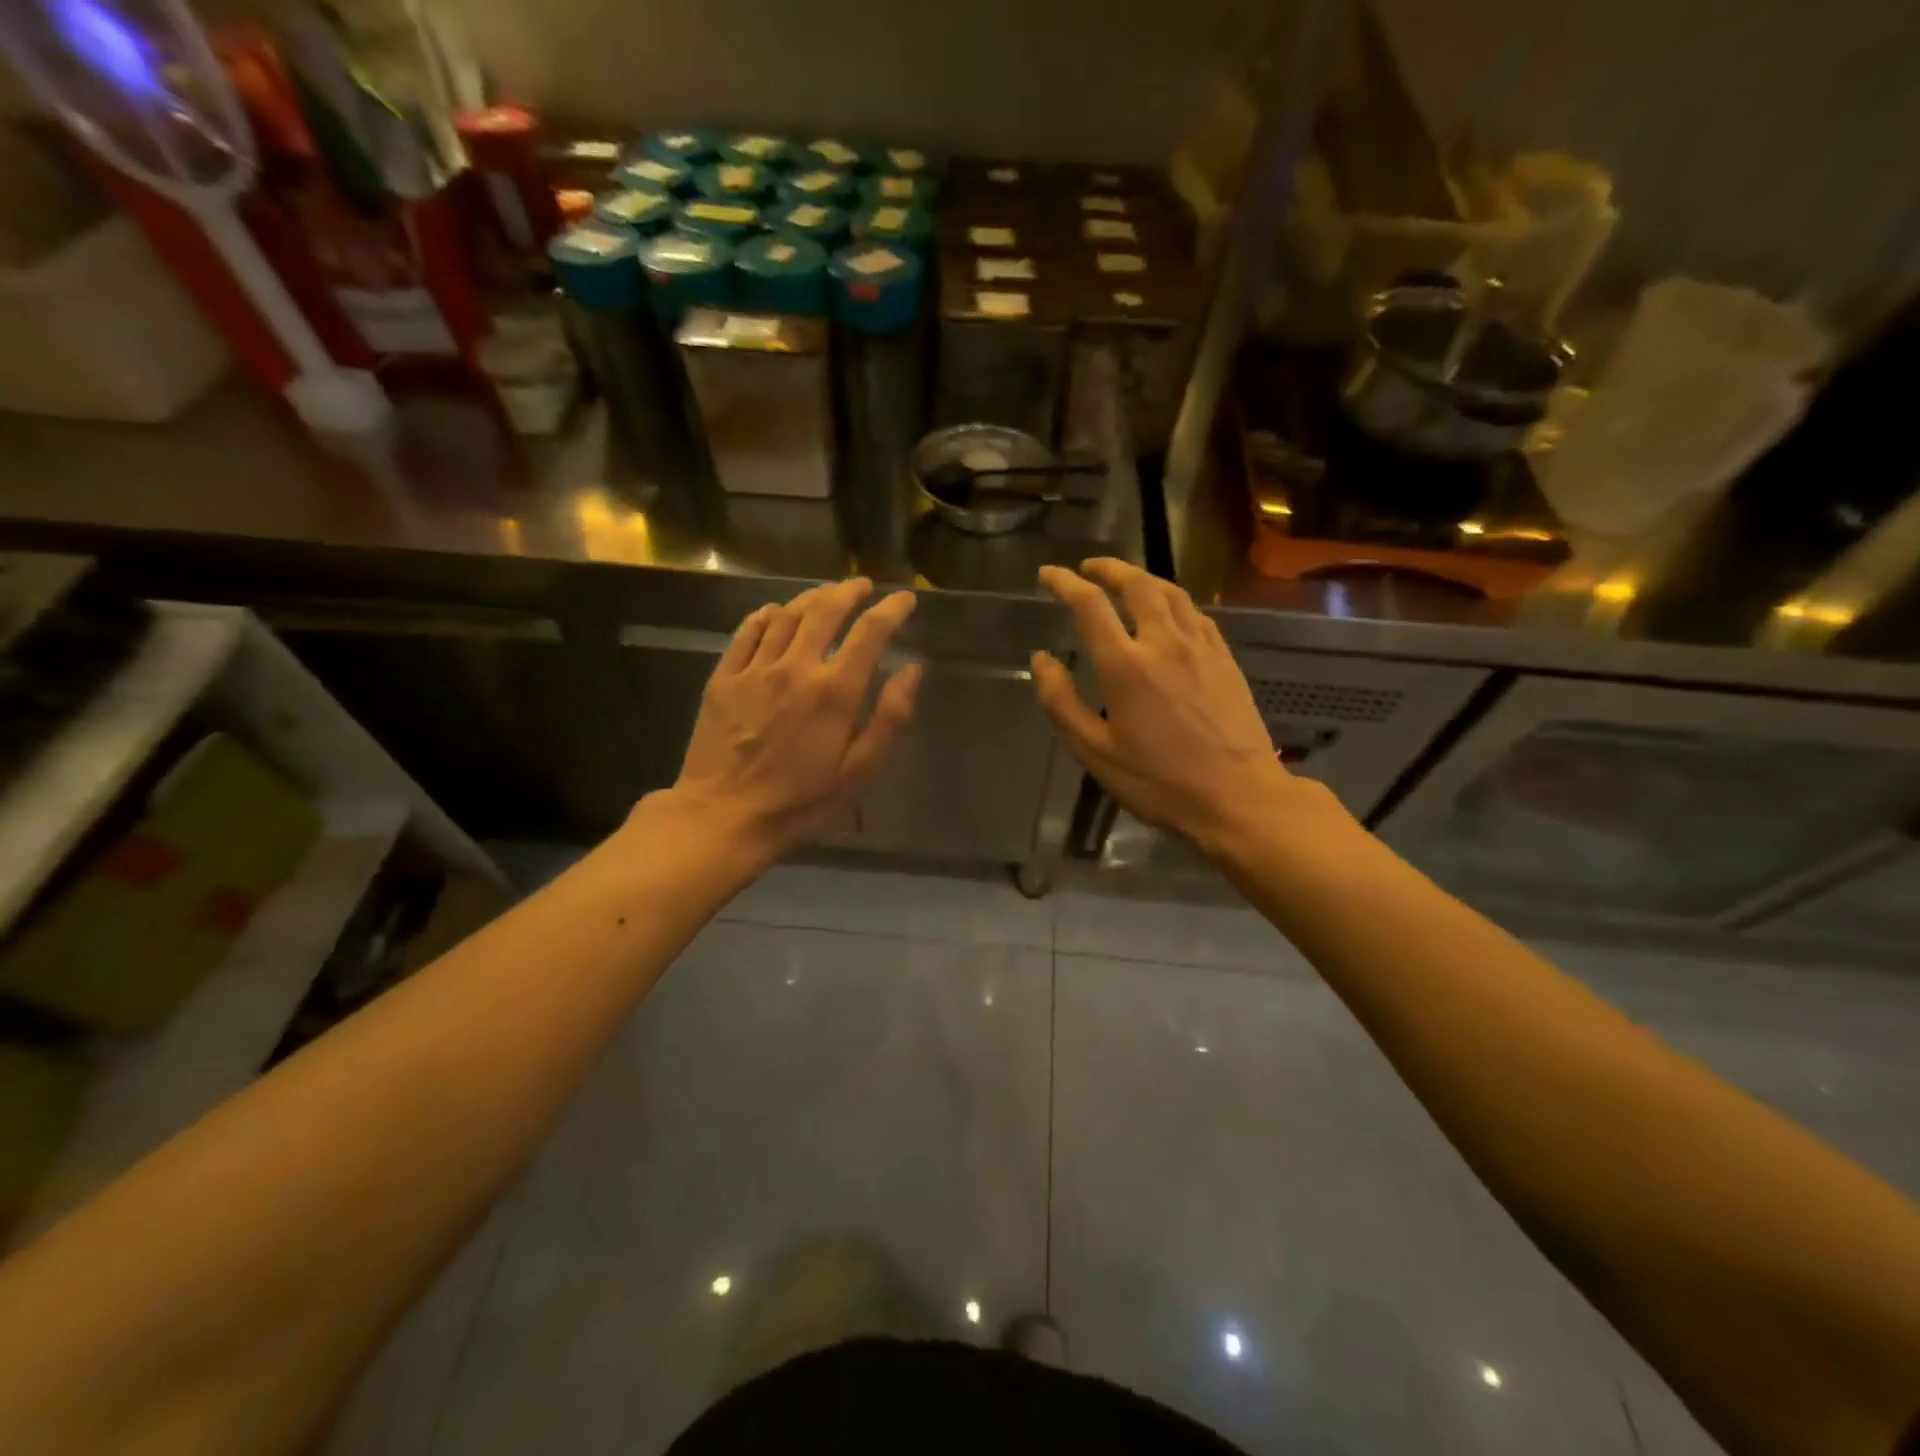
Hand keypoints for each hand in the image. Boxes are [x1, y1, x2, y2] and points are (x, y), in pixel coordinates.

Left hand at [671, 578, 920, 854]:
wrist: (724, 815)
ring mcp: (755, 669)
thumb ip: (889, 717)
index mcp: (835, 691)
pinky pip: (747, 631)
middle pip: (825, 611)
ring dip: (811, 597)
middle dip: (849, 592)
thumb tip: (912, 669)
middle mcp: (796, 667)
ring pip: (787, 614)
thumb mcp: (859, 771)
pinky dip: (766, 615)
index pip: (870, 633)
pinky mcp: (724, 677)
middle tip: (863, 585)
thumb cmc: (801, 801)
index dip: (891, 610)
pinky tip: (774, 612)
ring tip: (826, 594)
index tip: (905, 599)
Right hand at [1032, 558, 1313, 851]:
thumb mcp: (1095, 752)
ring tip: (1124, 579)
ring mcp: (1201, 647)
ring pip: (1170, 592)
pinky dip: (1172, 599)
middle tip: (1088, 567)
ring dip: (1142, 577)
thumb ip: (1062, 702)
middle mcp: (1163, 642)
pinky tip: (1168, 610)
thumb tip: (1042, 660)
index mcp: (1126, 665)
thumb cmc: (1159, 782)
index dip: (1064, 583)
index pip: (1089, 605)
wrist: (1238, 798)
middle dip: (1107, 568)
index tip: (1047, 574)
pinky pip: (1195, 613)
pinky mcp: (1225, 658)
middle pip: (1135, 584)